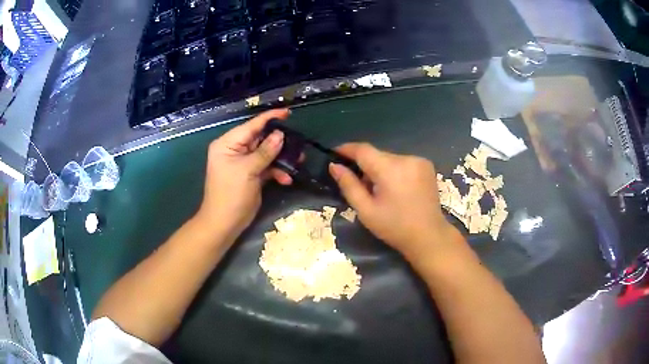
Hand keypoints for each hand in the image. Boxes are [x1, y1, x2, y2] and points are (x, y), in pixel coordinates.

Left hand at [196, 109, 292, 239]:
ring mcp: (243, 163)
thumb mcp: (248, 170)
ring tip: (299, 160)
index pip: (251, 125)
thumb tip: (280, 135)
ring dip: (281, 158)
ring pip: (266, 153)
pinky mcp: (251, 174)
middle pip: (260, 139)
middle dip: (279, 142)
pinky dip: (277, 171)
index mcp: (227, 144)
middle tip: (298, 142)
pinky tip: (286, 179)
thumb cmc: (231, 194)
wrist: (225, 223)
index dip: (270, 118)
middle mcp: (235, 150)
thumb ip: (265, 151)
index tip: (288, 112)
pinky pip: (267, 167)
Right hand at [329, 143, 462, 263]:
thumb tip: (334, 166)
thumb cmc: (394, 227)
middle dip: (365, 165)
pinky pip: (402, 162)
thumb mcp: (366, 210)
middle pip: (377, 155)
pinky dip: (394, 170)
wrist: (429, 236)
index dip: (347, 149)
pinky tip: (396, 188)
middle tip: (359, 185)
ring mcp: (419, 161)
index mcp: (390, 169)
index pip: (363, 149)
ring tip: (380, 191)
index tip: (334, 153)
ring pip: (389, 158)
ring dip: (380, 169)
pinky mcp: (426, 165)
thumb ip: (349, 185)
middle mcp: (406, 158)